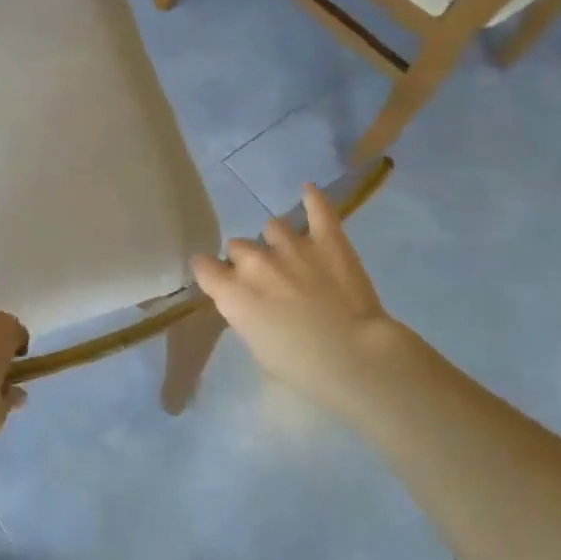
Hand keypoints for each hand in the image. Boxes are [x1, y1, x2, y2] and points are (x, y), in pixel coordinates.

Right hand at [191, 183, 421, 420]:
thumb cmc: (303, 369)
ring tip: (291, 257)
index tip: (219, 282)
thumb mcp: (258, 349)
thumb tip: (248, 302)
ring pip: (273, 228)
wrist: (356, 359)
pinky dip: (314, 200)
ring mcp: (292, 246)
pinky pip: (318, 210)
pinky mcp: (328, 240)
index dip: (211, 273)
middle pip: (238, 247)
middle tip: (267, 283)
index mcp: (232, 292)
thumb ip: (245, 316)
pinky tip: (308, 190)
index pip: (204, 266)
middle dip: (247, 262)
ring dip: (277, 242)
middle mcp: (255, 262)